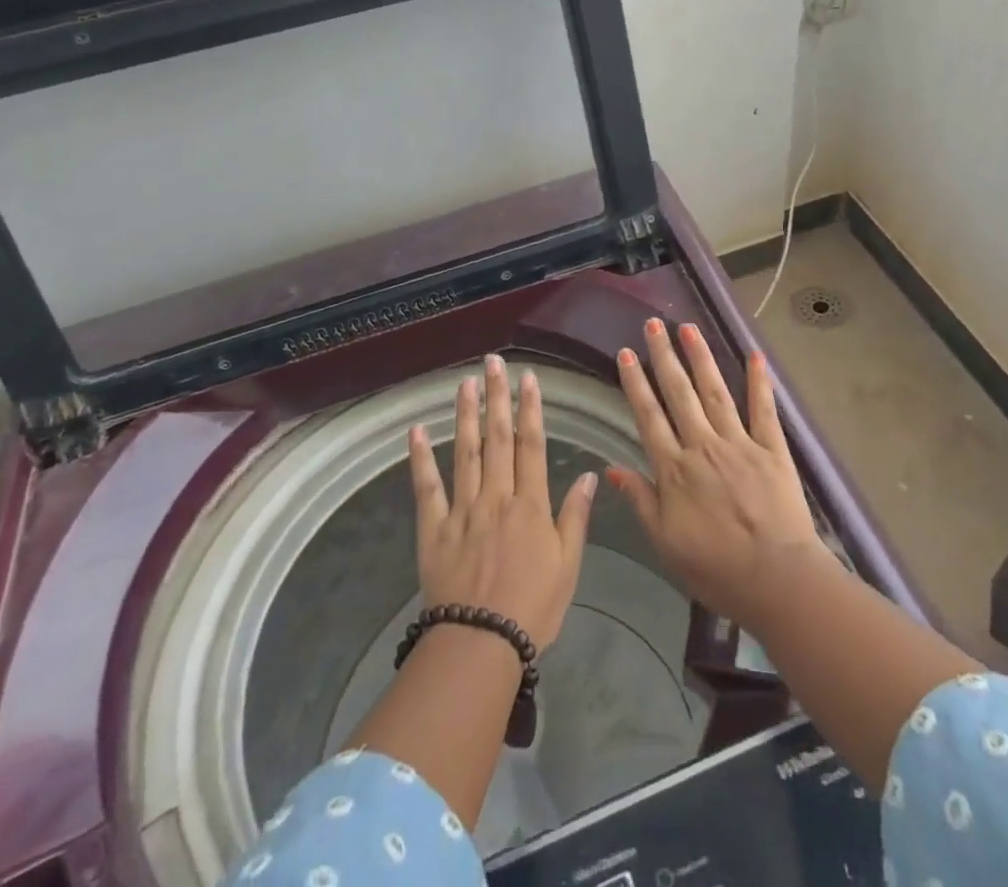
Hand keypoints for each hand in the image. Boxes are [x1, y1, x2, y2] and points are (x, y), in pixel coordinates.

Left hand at [408, 354, 596, 650]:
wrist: (481, 645)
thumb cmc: (533, 608)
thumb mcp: (568, 566)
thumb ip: (576, 517)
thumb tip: (590, 474)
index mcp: (530, 505)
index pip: (531, 445)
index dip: (530, 409)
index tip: (528, 378)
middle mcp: (496, 497)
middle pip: (497, 438)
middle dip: (497, 397)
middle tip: (494, 362)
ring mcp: (462, 510)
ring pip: (465, 452)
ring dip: (465, 415)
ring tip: (465, 382)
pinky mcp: (433, 529)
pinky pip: (427, 488)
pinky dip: (421, 458)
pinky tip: (417, 430)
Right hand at [609, 319, 834, 629]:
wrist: (777, 580)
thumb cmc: (715, 568)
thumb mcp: (665, 542)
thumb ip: (640, 500)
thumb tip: (612, 468)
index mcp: (674, 468)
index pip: (649, 416)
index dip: (635, 382)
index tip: (626, 353)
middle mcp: (703, 445)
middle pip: (679, 393)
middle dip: (664, 356)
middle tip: (654, 324)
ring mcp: (740, 443)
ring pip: (715, 391)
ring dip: (701, 357)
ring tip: (689, 328)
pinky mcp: (772, 449)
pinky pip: (764, 409)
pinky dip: (759, 381)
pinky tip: (755, 354)